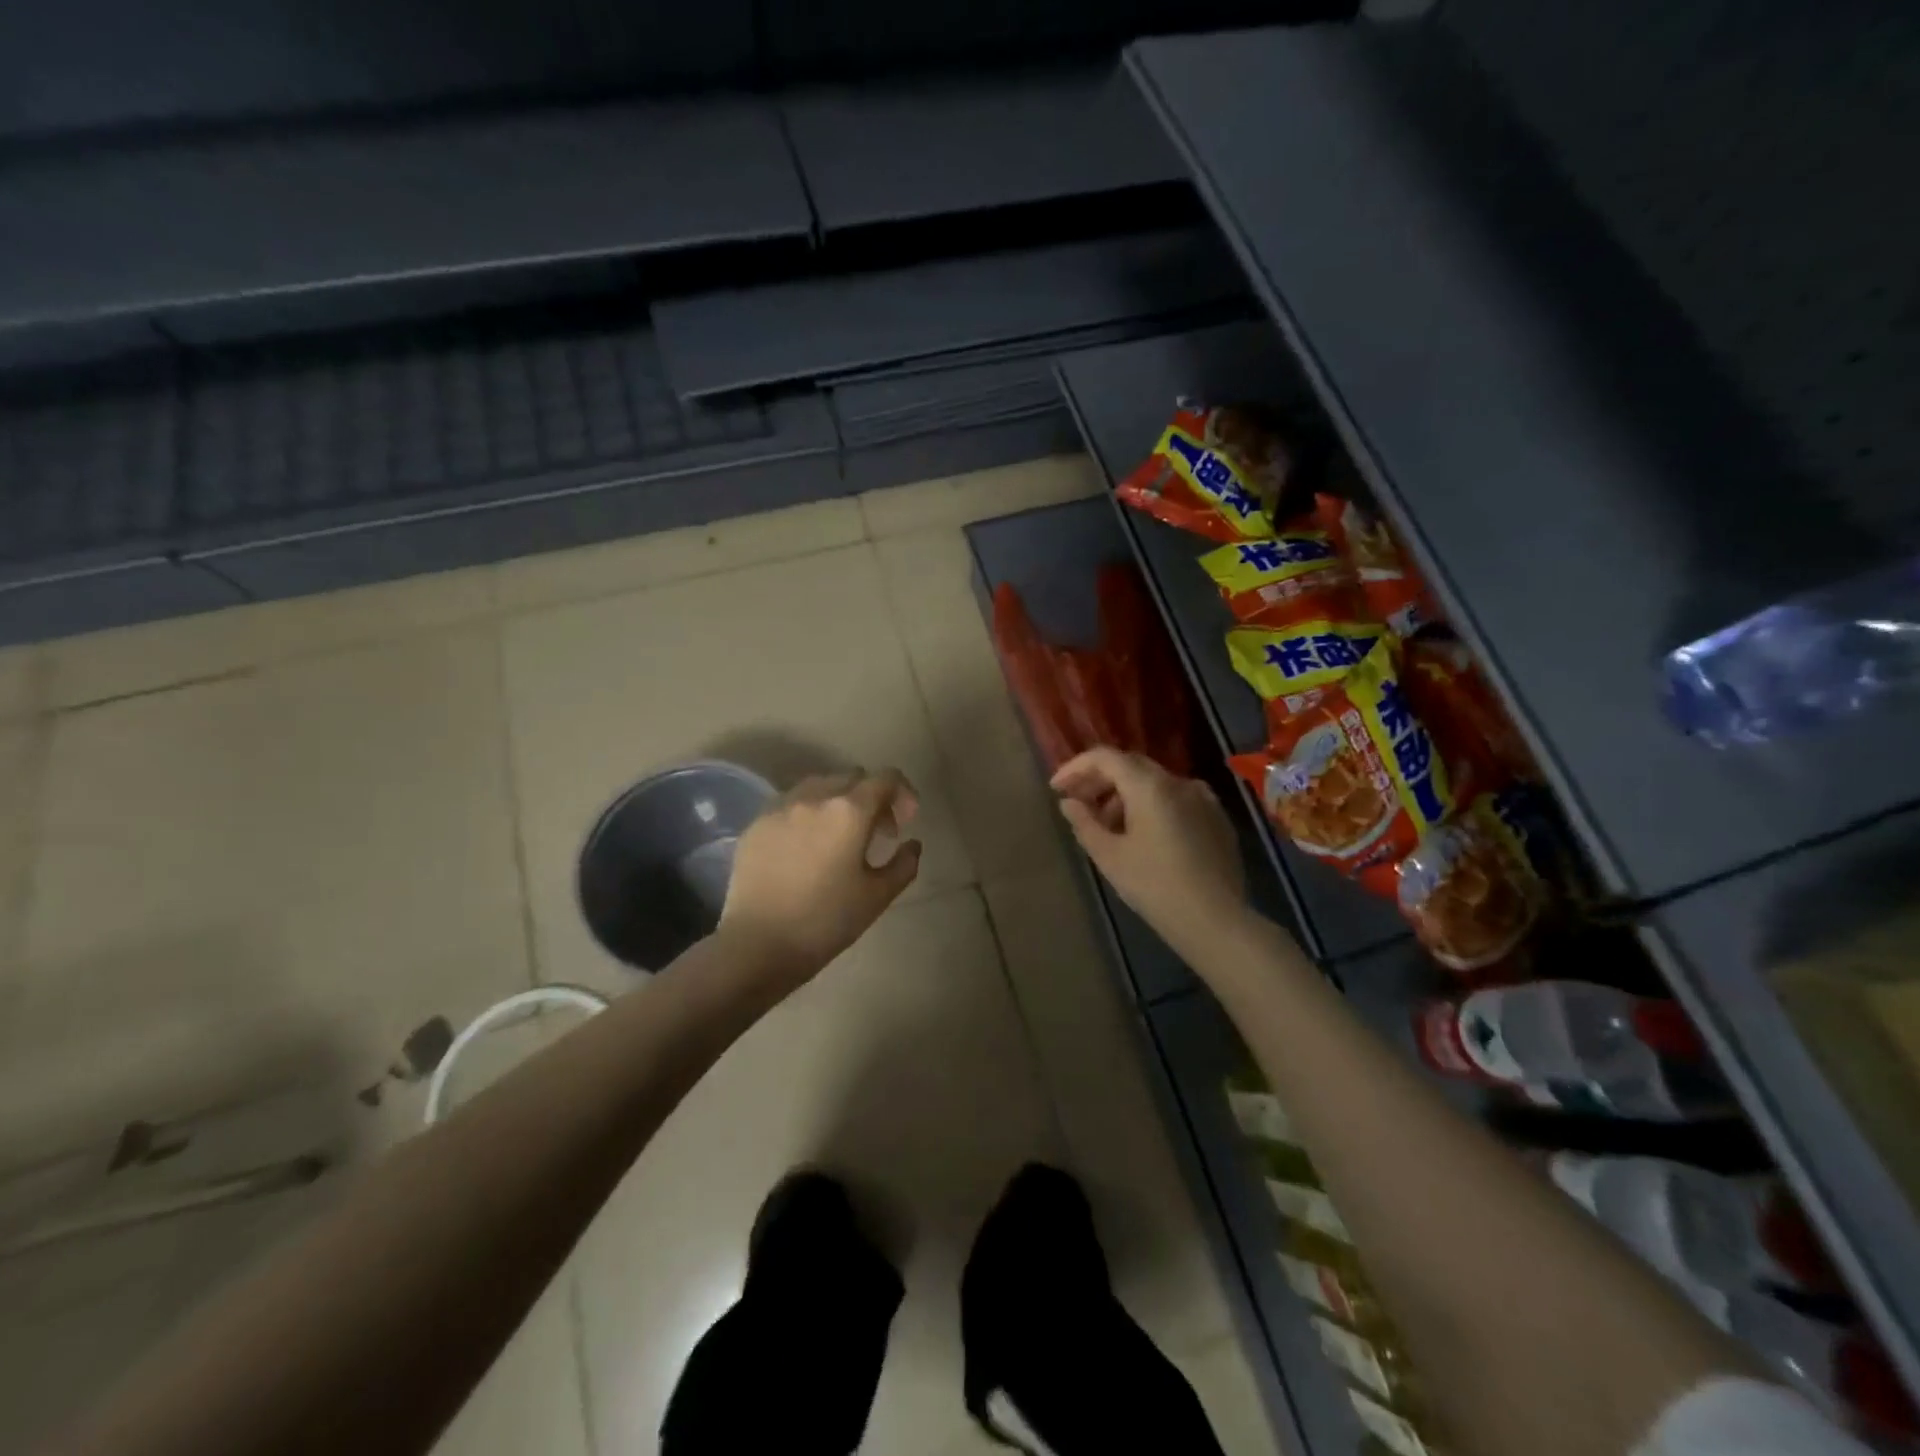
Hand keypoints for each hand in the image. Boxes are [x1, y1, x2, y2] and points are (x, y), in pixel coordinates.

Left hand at [719, 768, 922, 986]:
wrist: (758, 944)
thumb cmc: (826, 921)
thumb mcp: (877, 897)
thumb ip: (903, 864)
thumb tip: (912, 845)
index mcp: (849, 811)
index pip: (886, 778)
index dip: (903, 793)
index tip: (906, 820)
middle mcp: (814, 797)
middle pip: (853, 778)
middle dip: (872, 798)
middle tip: (876, 834)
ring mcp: (780, 807)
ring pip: (819, 785)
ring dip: (838, 801)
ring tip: (839, 836)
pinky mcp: (756, 823)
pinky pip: (791, 803)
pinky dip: (808, 814)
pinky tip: (806, 847)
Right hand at [1051, 749, 1246, 951]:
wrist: (1215, 921)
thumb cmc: (1154, 886)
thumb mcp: (1109, 856)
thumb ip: (1084, 823)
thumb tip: (1069, 803)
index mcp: (1150, 785)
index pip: (1105, 757)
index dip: (1076, 768)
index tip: (1056, 788)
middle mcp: (1178, 782)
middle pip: (1131, 766)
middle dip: (1100, 781)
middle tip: (1078, 803)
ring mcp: (1203, 799)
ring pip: (1155, 784)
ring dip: (1125, 796)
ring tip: (1108, 826)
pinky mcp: (1217, 819)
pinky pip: (1176, 800)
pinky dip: (1152, 807)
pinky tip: (1143, 836)